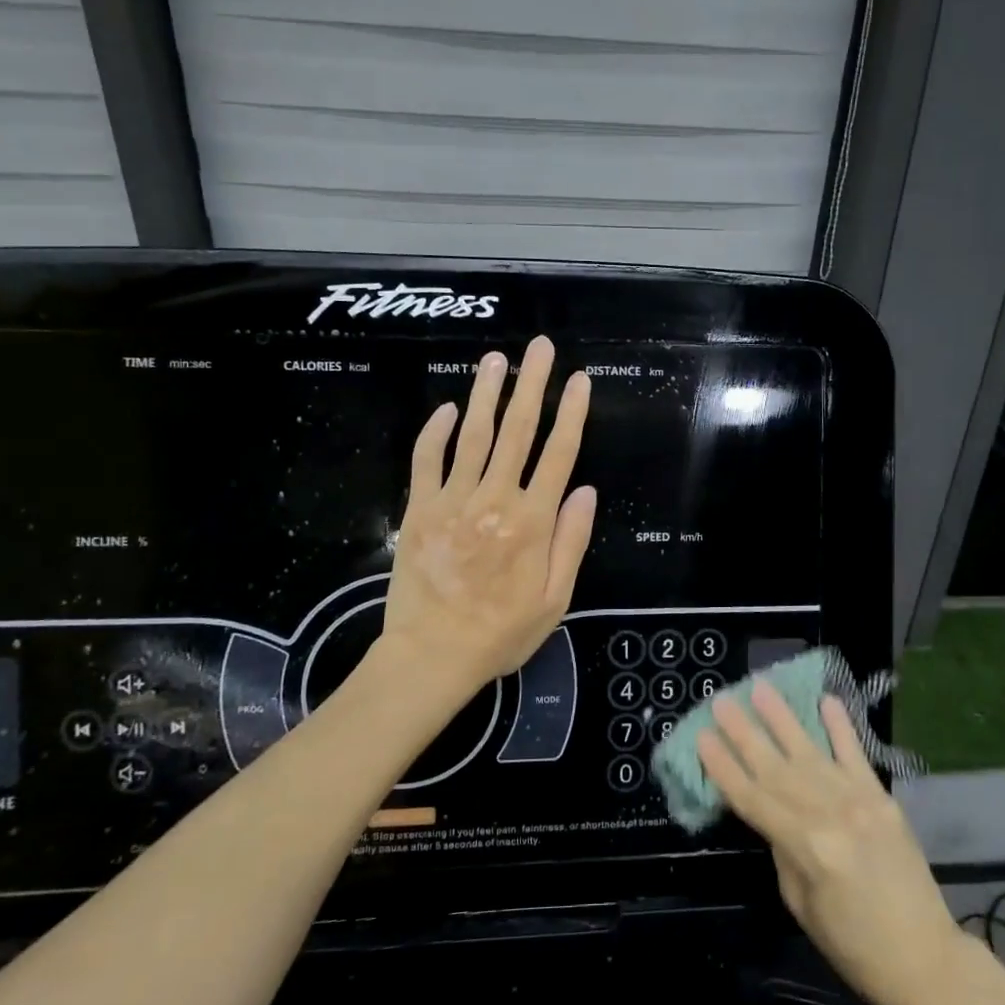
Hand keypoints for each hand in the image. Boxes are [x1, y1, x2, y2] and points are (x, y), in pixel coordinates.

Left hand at [380, 336, 596, 704]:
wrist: (432, 656)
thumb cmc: (501, 633)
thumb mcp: (555, 599)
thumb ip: (571, 541)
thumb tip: (585, 490)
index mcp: (533, 522)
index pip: (558, 454)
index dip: (571, 414)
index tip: (579, 380)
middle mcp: (495, 500)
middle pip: (518, 431)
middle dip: (533, 385)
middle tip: (540, 348)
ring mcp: (453, 500)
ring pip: (474, 435)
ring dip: (487, 393)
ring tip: (497, 359)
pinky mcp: (419, 509)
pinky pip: (427, 460)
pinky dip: (436, 432)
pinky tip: (448, 409)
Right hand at [699, 685, 976, 1004]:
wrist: (926, 959)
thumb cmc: (854, 946)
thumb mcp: (801, 904)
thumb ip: (783, 850)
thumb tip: (773, 813)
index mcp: (806, 847)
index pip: (753, 799)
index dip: (724, 768)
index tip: (702, 737)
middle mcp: (830, 814)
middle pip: (776, 767)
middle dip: (744, 733)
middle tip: (720, 701)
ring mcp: (859, 800)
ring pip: (810, 751)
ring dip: (782, 718)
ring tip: (760, 688)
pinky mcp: (882, 797)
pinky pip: (857, 755)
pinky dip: (841, 727)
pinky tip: (827, 700)